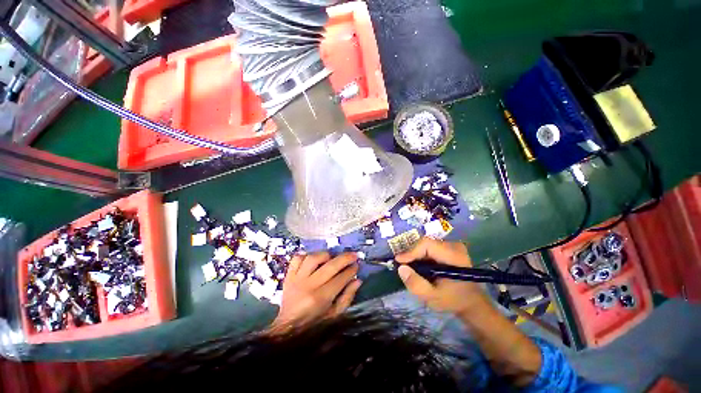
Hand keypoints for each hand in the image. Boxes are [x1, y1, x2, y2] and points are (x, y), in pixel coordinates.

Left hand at [272, 252, 361, 328]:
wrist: (287, 327)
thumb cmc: (314, 322)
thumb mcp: (334, 315)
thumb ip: (347, 297)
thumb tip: (357, 280)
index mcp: (321, 298)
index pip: (340, 279)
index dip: (351, 270)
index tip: (357, 265)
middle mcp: (309, 286)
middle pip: (330, 266)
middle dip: (345, 258)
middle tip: (353, 255)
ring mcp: (297, 279)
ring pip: (313, 258)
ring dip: (325, 255)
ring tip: (332, 257)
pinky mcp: (289, 275)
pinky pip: (297, 258)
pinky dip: (306, 255)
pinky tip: (313, 258)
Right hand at [395, 238, 489, 316]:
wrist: (471, 302)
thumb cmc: (453, 300)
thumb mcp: (433, 297)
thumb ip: (416, 284)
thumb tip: (401, 268)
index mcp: (454, 256)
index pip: (427, 245)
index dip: (411, 251)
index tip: (399, 261)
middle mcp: (454, 246)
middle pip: (425, 243)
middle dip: (412, 254)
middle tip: (404, 266)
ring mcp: (452, 245)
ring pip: (426, 244)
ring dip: (416, 255)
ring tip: (411, 267)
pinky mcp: (449, 247)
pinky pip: (430, 247)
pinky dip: (421, 255)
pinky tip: (420, 266)